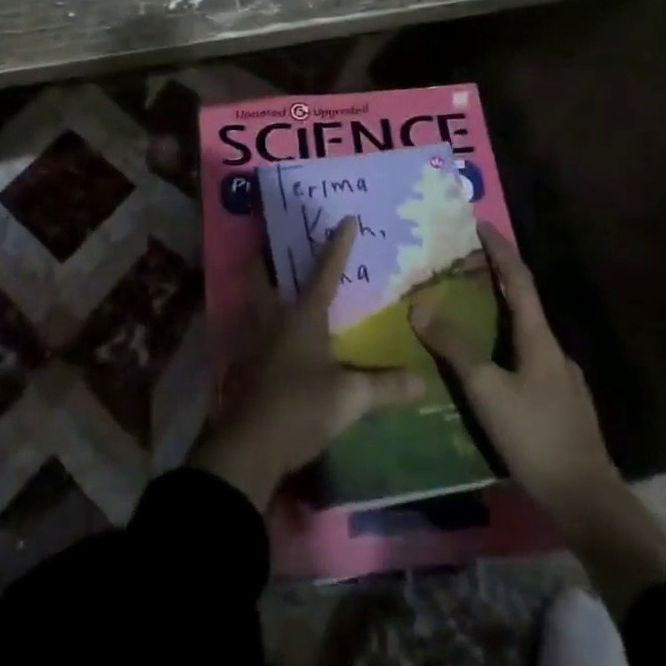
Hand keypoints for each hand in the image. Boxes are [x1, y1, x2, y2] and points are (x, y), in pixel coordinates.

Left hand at [194, 217, 425, 509]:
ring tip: (275, 277)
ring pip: (253, 298)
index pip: (325, 272)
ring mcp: (253, 339)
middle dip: (269, 254)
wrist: (249, 446)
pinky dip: (259, 317)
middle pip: (265, 274)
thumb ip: (385, 386)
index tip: (346, 219)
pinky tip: (269, 329)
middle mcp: (273, 318)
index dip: (337, 245)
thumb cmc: (300, 408)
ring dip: (261, 283)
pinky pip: (251, 326)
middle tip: (278, 238)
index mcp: (302, 316)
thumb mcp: (349, 398)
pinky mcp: (243, 362)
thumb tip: (423, 380)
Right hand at [408, 223, 623, 529]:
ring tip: (467, 314)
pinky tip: (490, 367)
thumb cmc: (535, 436)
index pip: (519, 280)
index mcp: (539, 338)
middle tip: (461, 268)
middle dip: (495, 280)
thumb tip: (419, 306)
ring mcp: (561, 379)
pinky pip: (528, 359)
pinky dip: (505, 345)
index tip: (480, 224)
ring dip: (499, 314)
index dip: (500, 250)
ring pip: (525, 334)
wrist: (587, 500)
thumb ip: (454, 347)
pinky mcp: (561, 404)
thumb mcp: (486, 390)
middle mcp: (554, 350)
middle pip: (523, 303)